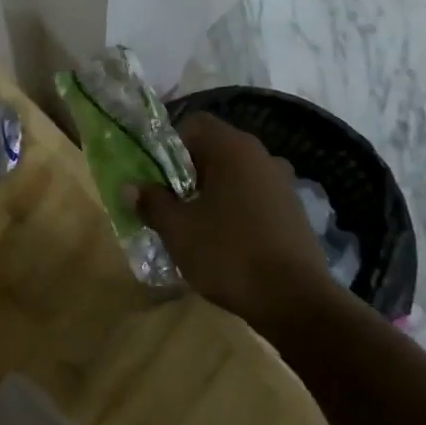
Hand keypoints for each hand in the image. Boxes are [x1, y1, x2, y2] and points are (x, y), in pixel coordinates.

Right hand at [126, 112, 342, 334]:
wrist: (295, 300)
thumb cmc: (228, 253)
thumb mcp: (177, 229)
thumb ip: (151, 202)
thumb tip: (129, 186)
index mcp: (232, 148)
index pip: (193, 124)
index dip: (168, 146)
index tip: (154, 177)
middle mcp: (261, 155)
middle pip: (214, 150)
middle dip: (187, 173)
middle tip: (168, 203)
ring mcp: (282, 183)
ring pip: (235, 175)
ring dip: (212, 192)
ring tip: (194, 225)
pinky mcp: (293, 211)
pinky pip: (254, 197)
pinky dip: (235, 210)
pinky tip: (225, 242)